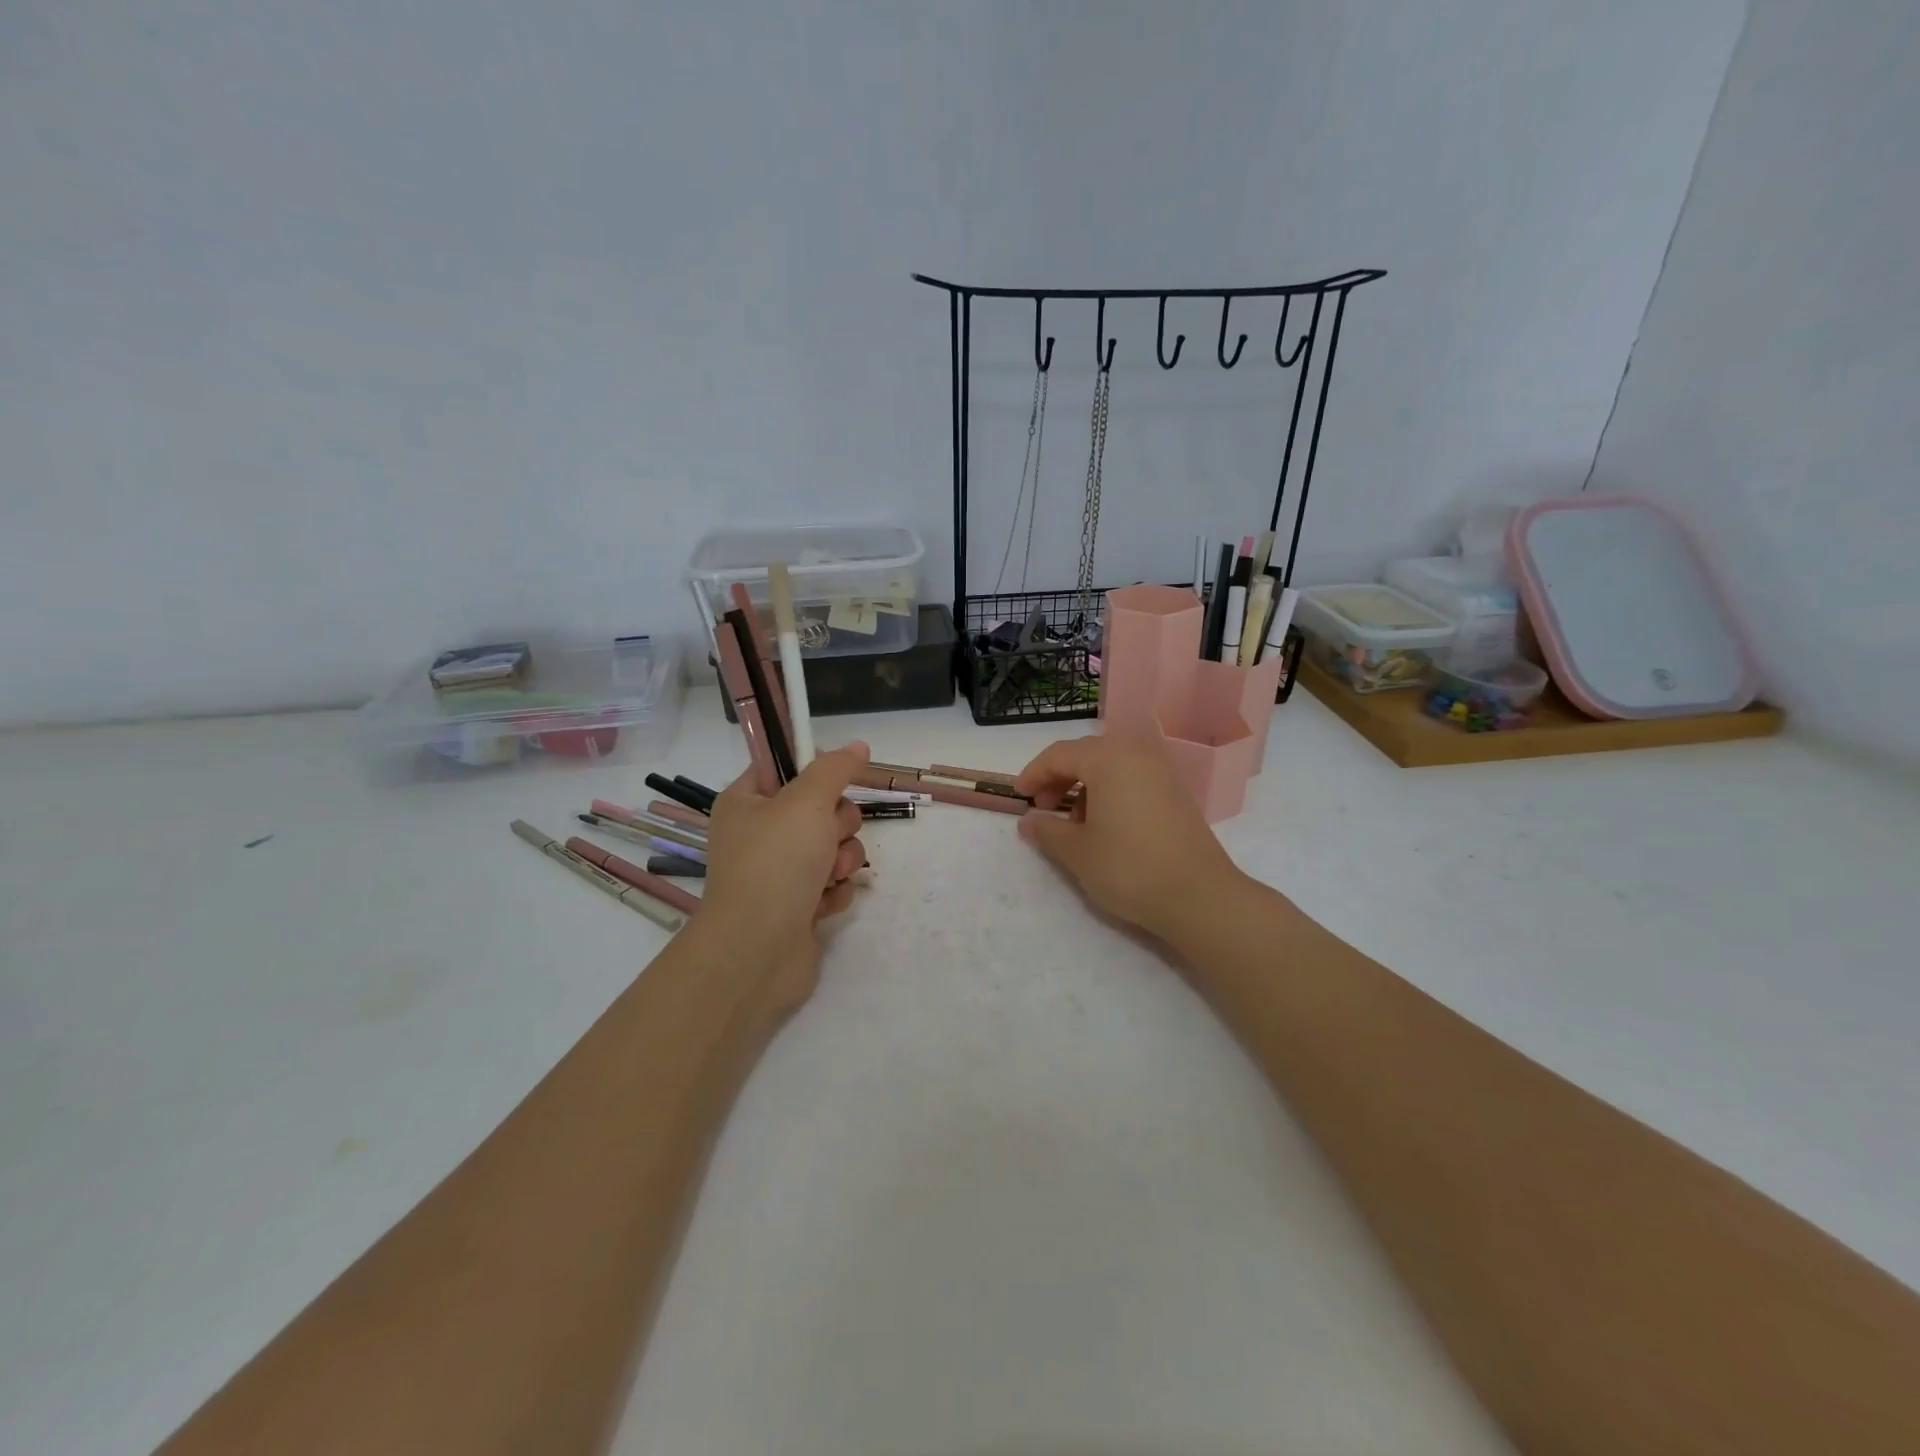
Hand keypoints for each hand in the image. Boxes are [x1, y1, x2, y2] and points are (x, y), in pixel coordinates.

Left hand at [699, 742, 870, 1003]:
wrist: (757, 951)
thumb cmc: (776, 863)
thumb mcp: (807, 801)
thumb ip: (835, 769)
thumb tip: (857, 746)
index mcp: (746, 802)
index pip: (785, 766)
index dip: (816, 770)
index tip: (836, 780)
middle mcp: (759, 834)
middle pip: (820, 808)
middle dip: (837, 824)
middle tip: (828, 837)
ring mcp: (779, 872)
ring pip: (833, 846)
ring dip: (841, 860)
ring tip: (828, 877)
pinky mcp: (798, 905)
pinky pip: (832, 883)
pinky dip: (834, 891)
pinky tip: (822, 904)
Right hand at [1015, 733, 1244, 942]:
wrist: (1199, 897)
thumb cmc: (1129, 868)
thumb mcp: (1077, 852)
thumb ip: (1047, 830)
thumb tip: (1028, 821)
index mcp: (1108, 757)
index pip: (1059, 755)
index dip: (1033, 774)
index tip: (1019, 798)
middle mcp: (1136, 753)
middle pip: (1086, 754)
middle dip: (1058, 778)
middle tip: (1043, 809)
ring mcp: (1161, 771)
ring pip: (1110, 766)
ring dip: (1084, 786)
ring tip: (1074, 824)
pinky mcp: (1176, 792)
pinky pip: (1132, 778)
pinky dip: (1110, 793)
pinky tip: (1105, 826)